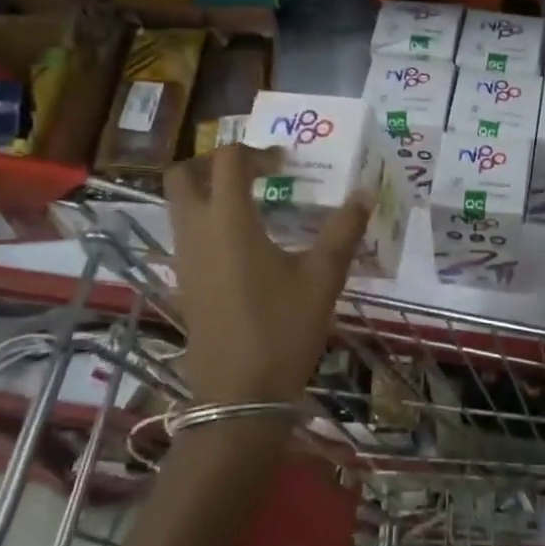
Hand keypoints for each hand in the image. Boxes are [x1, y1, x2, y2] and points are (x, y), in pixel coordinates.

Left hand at [164, 143, 370, 407]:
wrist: (240, 394)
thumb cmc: (283, 329)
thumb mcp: (323, 276)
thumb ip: (344, 229)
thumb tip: (366, 192)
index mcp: (229, 221)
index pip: (228, 161)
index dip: (256, 152)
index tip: (285, 165)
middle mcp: (196, 232)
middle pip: (182, 175)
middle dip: (212, 162)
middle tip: (252, 172)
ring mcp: (184, 260)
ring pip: (179, 206)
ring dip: (207, 192)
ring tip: (253, 204)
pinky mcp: (184, 283)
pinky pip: (185, 234)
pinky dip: (207, 222)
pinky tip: (245, 245)